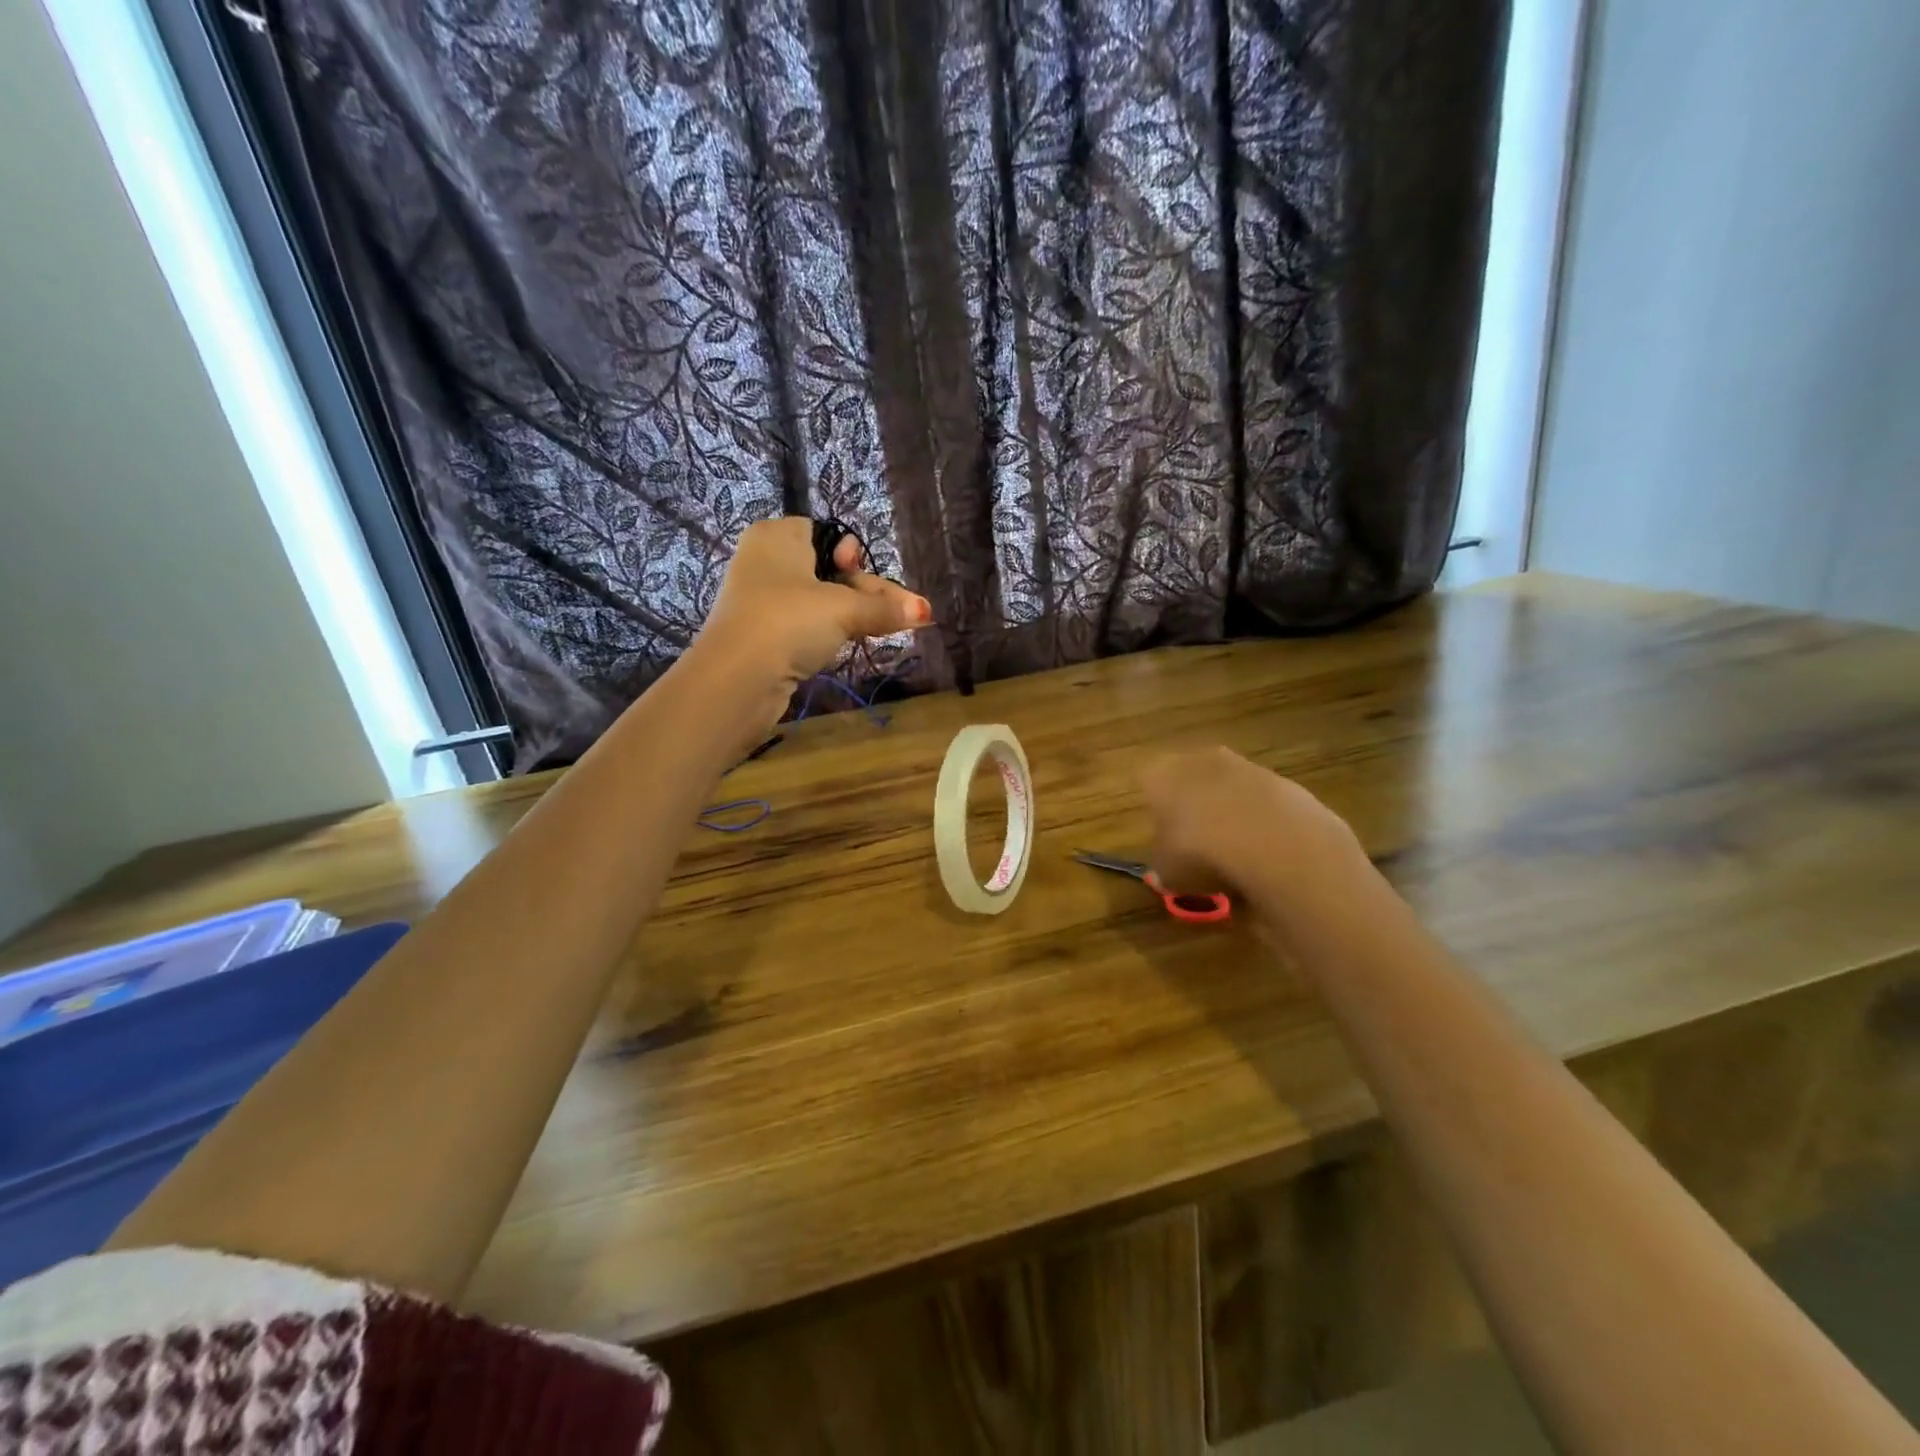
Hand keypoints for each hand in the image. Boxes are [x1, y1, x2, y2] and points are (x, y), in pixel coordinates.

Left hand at [695, 517, 933, 719]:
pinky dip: (827, 633)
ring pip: (819, 601)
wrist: (737, 678)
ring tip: (880, 631)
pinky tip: (847, 645)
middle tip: (894, 616)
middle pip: (829, 570)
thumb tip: (925, 611)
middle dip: (864, 593)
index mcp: (777, 535)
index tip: (864, 581)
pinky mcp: (762, 635)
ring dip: (850, 615)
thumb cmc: (789, 622)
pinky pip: (804, 625)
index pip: (828, 535)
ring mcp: (761, 600)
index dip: (853, 557)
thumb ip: (884, 607)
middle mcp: (765, 560)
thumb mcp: (844, 609)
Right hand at [1140, 747, 1365, 923]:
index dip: (1155, 811)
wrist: (1271, 842)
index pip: (1147, 784)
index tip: (1163, 838)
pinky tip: (1266, 850)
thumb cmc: (1200, 853)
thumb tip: (1169, 869)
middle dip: (1193, 806)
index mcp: (1159, 775)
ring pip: (1227, 788)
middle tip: (1197, 843)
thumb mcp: (1167, 872)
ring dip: (1228, 812)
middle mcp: (1197, 760)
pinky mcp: (1281, 779)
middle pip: (1189, 779)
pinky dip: (1261, 821)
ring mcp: (1242, 765)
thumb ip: (1164, 865)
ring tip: (1235, 852)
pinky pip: (1261, 801)